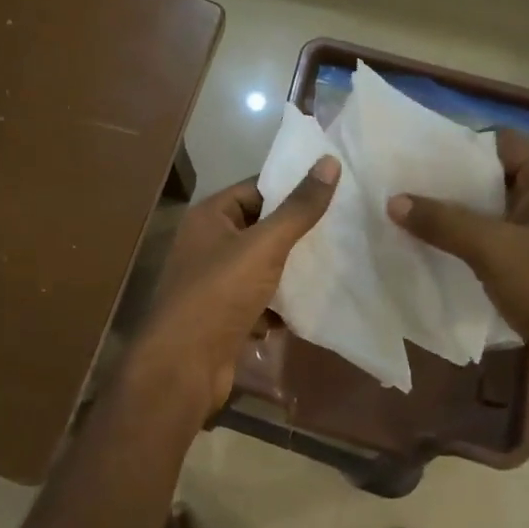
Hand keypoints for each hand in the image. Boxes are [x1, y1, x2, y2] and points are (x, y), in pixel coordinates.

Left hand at [132, 158, 339, 420]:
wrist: (184, 366)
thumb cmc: (219, 294)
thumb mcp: (264, 245)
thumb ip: (298, 208)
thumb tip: (330, 161)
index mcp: (209, 217)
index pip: (256, 188)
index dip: (292, 189)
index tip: (335, 190)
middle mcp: (207, 244)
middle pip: (260, 229)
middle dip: (297, 234)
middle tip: (344, 229)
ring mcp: (214, 283)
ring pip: (262, 268)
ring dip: (291, 272)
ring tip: (337, 265)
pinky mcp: (223, 316)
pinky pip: (258, 301)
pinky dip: (278, 306)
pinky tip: (309, 307)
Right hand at [388, 132, 528, 408]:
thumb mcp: (494, 251)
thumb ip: (443, 222)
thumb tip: (393, 200)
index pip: (500, 142)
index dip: (457, 146)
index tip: (411, 157)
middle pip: (493, 175)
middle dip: (447, 183)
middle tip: (398, 186)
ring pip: (492, 212)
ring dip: (454, 216)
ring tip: (405, 216)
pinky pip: (496, 241)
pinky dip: (466, 242)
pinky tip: (431, 250)